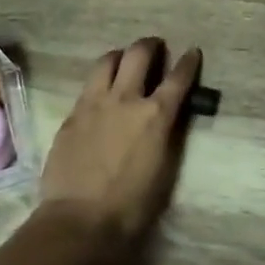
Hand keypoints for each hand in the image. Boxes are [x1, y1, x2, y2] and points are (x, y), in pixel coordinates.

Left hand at [39, 39, 199, 244]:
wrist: (80, 218)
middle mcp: (125, 99)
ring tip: (124, 60)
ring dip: (120, 55)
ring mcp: (94, 104)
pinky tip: (100, 92)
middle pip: (138, 55)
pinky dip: (99, 81)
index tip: (193, 52)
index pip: (178, 78)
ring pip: (106, 61)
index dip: (189, 62)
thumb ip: (168, 134)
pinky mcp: (72, 115)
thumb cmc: (132, 204)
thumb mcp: (165, 168)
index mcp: (156, 115)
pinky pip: (88, 86)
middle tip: (155, 46)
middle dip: (150, 45)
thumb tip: (170, 116)